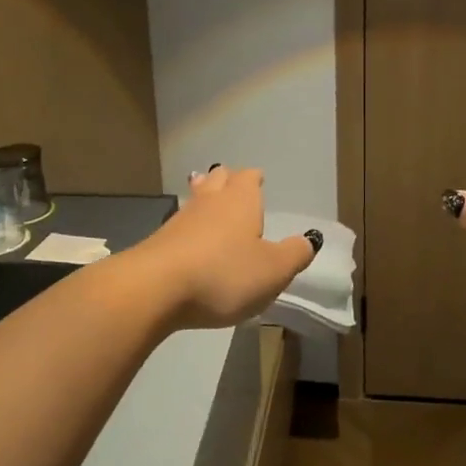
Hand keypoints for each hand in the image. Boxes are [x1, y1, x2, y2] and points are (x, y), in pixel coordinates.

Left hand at [136, 166, 319, 328]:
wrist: (155, 289)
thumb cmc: (224, 274)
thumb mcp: (273, 271)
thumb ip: (294, 254)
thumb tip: (309, 239)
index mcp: (241, 200)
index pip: (248, 177)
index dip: (254, 179)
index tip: (258, 180)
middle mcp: (210, 201)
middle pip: (218, 178)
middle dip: (227, 179)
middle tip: (232, 183)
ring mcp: (180, 219)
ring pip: (196, 198)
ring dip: (203, 198)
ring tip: (209, 202)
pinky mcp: (158, 242)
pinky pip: (179, 226)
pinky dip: (188, 228)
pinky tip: (189, 239)